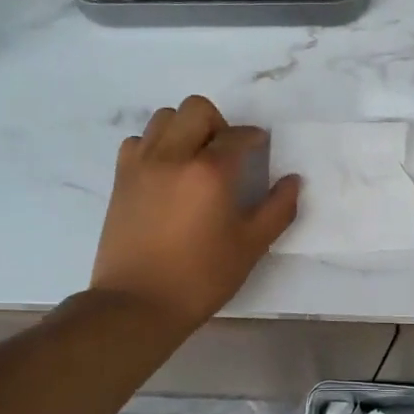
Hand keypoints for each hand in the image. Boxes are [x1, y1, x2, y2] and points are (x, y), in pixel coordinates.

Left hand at [91, 95, 299, 331]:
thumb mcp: (250, 246)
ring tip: (195, 158)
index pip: (237, 136)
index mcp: (210, 171)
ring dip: (185, 128)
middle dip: (219, 123)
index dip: (254, 138)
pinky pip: (137, 141)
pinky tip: (165, 172)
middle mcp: (173, 156)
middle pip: (197, 110)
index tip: (261, 148)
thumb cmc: (201, 277)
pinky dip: (154, 145)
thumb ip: (278, 209)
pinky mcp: (120, 178)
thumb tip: (293, 181)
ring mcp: (142, 164)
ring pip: (164, 118)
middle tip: (227, 153)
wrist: (138, 303)